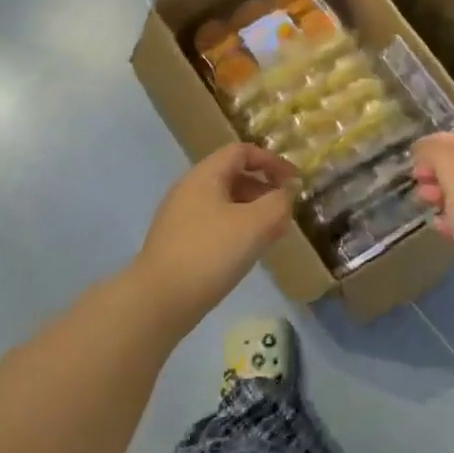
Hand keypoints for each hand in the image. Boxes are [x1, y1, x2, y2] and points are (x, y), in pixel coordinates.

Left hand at [133, 143, 297, 323]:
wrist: (159, 300)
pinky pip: (214, 224)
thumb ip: (278, 203)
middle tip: (285, 211)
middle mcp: (189, 189)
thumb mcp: (255, 225)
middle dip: (263, 189)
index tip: (294, 180)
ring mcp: (180, 217)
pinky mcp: (177, 242)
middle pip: (232, 175)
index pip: (241, 151)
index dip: (271, 160)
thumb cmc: (210, 253)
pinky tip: (247, 252)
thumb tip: (286, 193)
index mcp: (205, 176)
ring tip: (272, 234)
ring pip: (224, 202)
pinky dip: (236, 229)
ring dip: (252, 211)